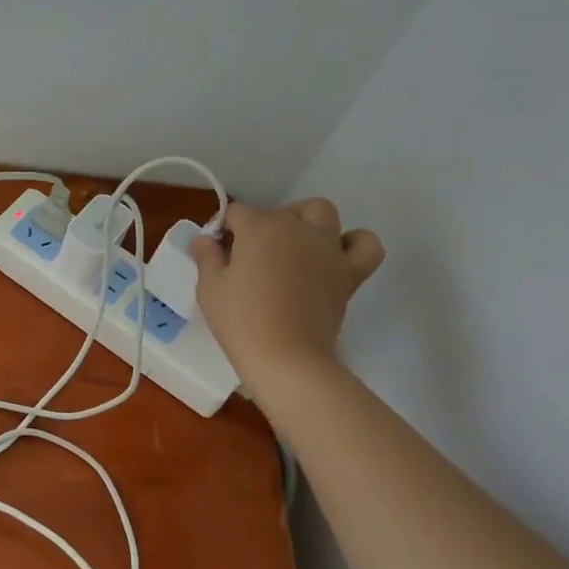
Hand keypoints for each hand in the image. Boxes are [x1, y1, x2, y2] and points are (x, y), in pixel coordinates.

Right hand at [189, 198, 384, 392]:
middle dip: (262, 225)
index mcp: (260, 227)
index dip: (224, 230)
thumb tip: (204, 238)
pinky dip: (354, 243)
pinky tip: (335, 256)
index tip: (218, 255)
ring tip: (293, 246)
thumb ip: (206, 256)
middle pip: (278, 211)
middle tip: (250, 257)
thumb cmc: (240, 320)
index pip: (237, 213)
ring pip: (322, 212)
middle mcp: (297, 228)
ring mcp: (328, 248)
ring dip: (306, 221)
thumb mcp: (210, 287)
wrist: (286, 358)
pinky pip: (365, 244)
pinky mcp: (350, 272)